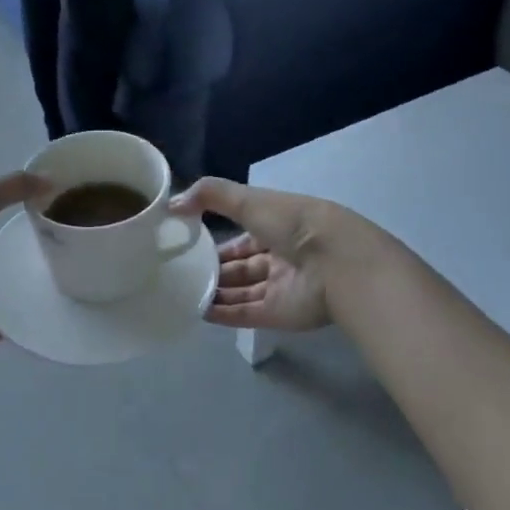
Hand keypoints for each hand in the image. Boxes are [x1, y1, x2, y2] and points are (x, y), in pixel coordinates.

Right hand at [171, 177, 347, 333]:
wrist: (336, 263)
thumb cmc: (293, 223)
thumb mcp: (248, 199)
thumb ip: (210, 195)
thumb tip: (173, 203)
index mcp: (278, 226)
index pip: (245, 234)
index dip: (219, 239)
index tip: (189, 242)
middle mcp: (280, 256)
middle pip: (242, 265)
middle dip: (215, 269)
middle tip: (181, 272)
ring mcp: (280, 287)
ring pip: (241, 291)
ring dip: (216, 292)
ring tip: (181, 292)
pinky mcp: (278, 314)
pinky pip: (245, 314)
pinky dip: (223, 314)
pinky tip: (198, 312)